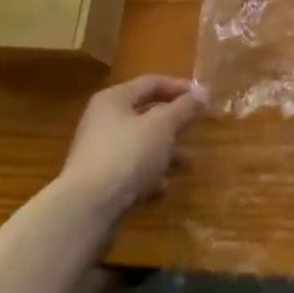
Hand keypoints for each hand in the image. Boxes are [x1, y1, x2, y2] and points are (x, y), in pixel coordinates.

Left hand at [60, 75, 207, 218]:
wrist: (87, 210)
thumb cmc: (128, 155)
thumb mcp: (163, 125)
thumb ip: (184, 107)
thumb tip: (203, 92)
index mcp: (114, 100)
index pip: (152, 83)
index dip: (181, 87)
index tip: (205, 98)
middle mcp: (103, 122)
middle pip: (146, 114)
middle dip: (175, 123)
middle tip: (198, 128)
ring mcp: (100, 153)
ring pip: (141, 145)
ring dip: (166, 153)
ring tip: (188, 165)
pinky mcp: (100, 182)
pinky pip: (132, 171)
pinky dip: (149, 176)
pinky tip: (163, 189)